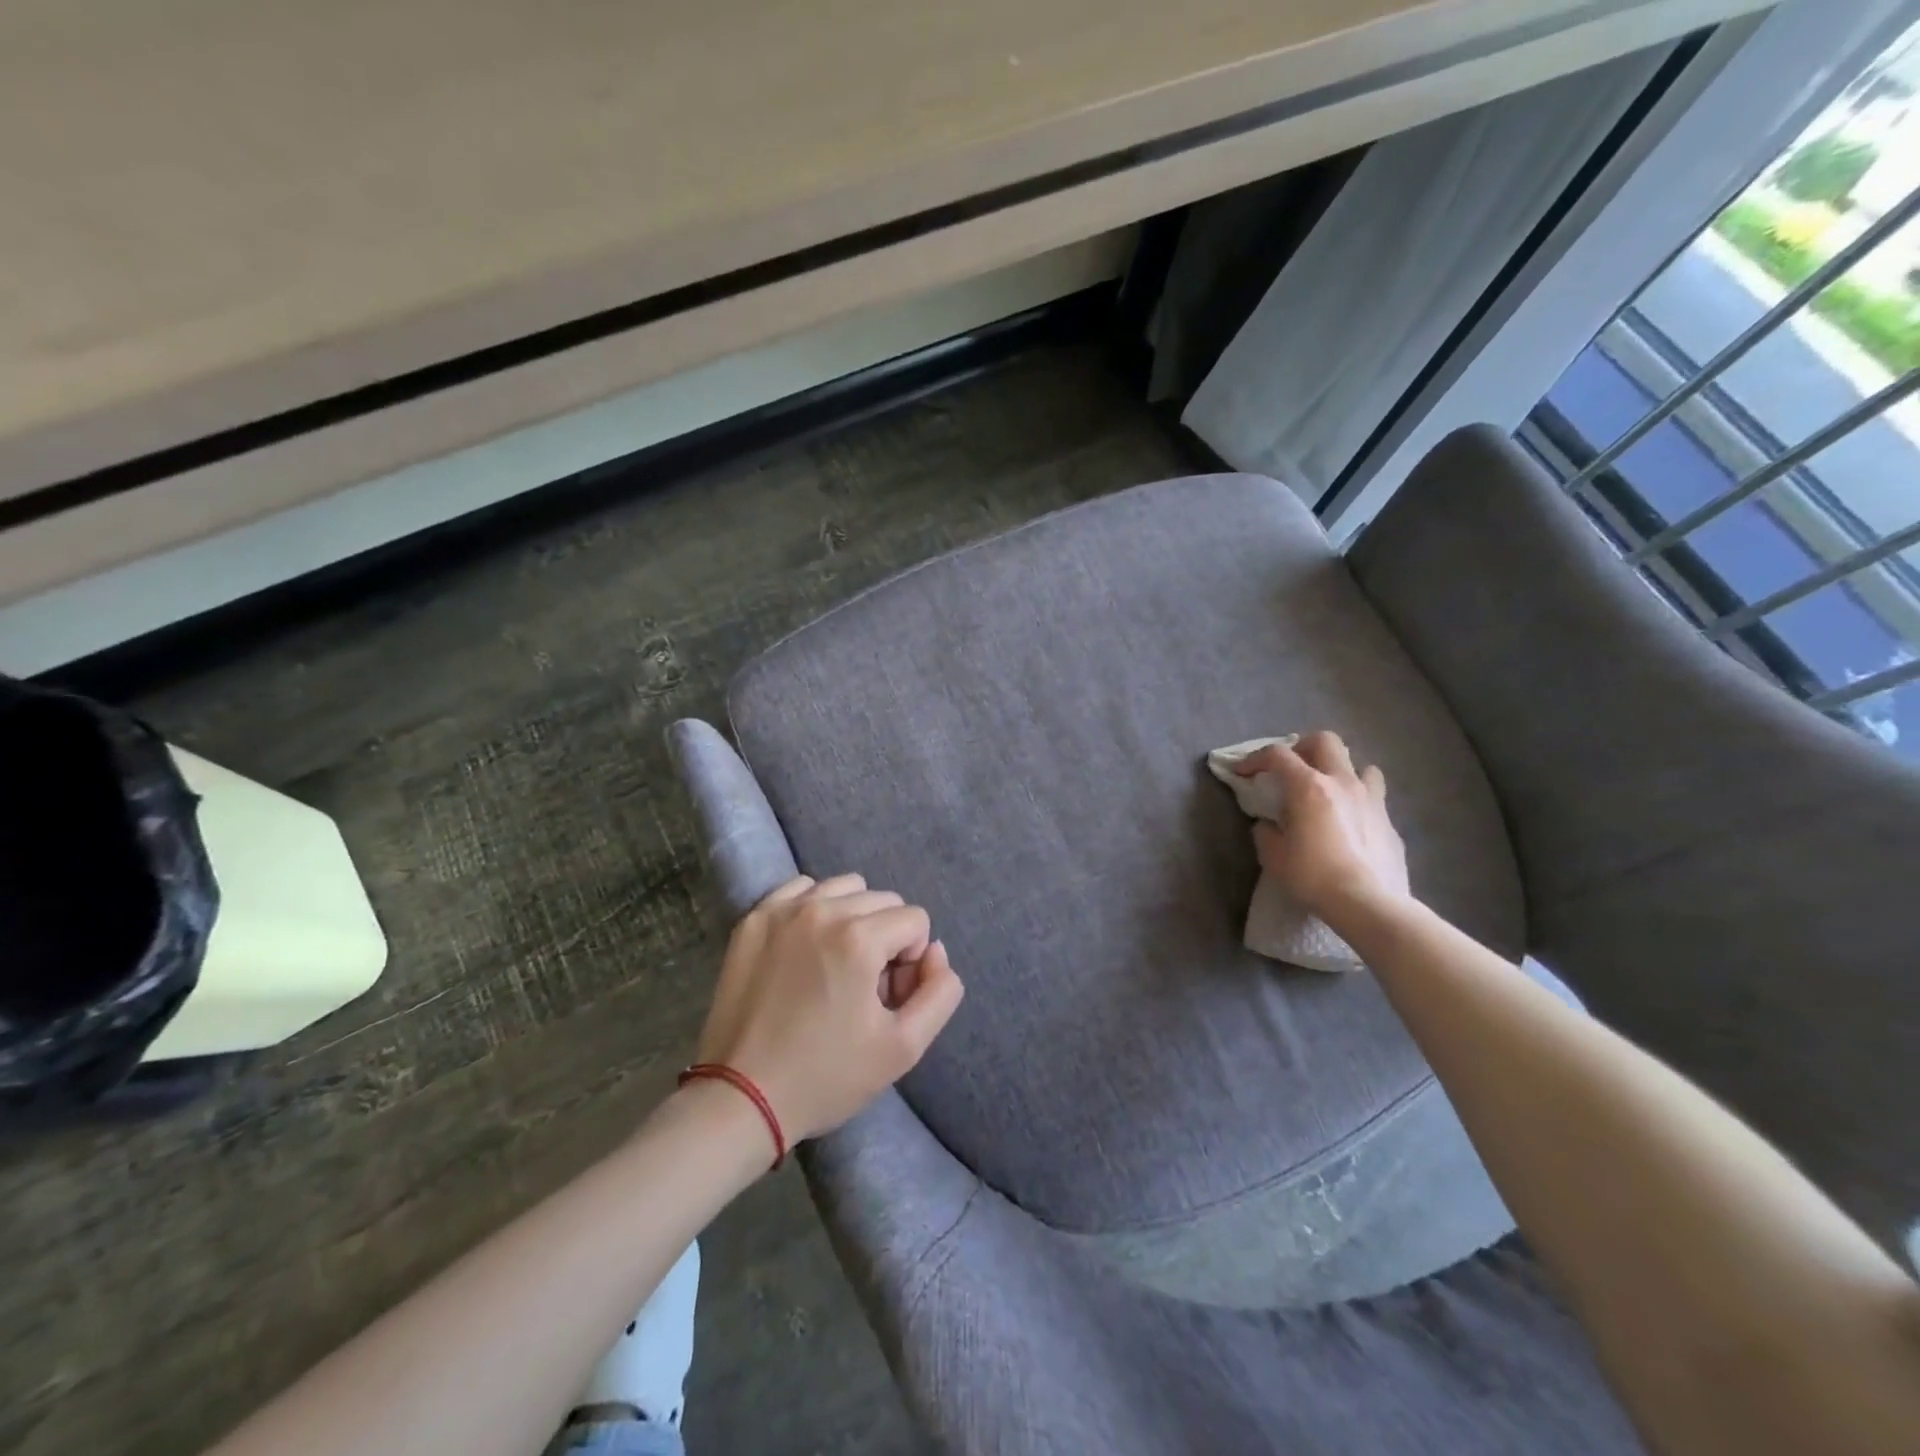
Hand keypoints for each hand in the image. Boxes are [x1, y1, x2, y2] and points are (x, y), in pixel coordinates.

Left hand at [693, 874, 964, 1146]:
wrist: (740, 1098)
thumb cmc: (826, 1076)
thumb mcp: (903, 1048)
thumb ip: (940, 991)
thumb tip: (935, 951)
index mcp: (859, 938)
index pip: (915, 919)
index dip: (911, 961)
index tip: (886, 998)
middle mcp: (822, 909)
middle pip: (883, 900)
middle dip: (886, 938)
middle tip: (863, 987)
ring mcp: (782, 910)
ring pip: (844, 888)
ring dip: (853, 917)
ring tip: (835, 964)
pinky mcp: (753, 920)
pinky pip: (800, 889)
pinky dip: (814, 908)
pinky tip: (805, 948)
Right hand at [1233, 731, 1409, 922]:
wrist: (1368, 903)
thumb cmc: (1313, 876)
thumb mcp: (1273, 856)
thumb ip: (1266, 832)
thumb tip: (1269, 824)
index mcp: (1309, 786)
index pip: (1277, 754)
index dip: (1254, 758)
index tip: (1242, 772)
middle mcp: (1342, 783)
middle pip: (1325, 741)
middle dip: (1303, 748)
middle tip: (1291, 768)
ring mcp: (1371, 800)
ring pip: (1360, 765)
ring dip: (1341, 771)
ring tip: (1329, 791)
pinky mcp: (1389, 822)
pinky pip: (1374, 799)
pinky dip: (1358, 802)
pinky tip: (1350, 824)